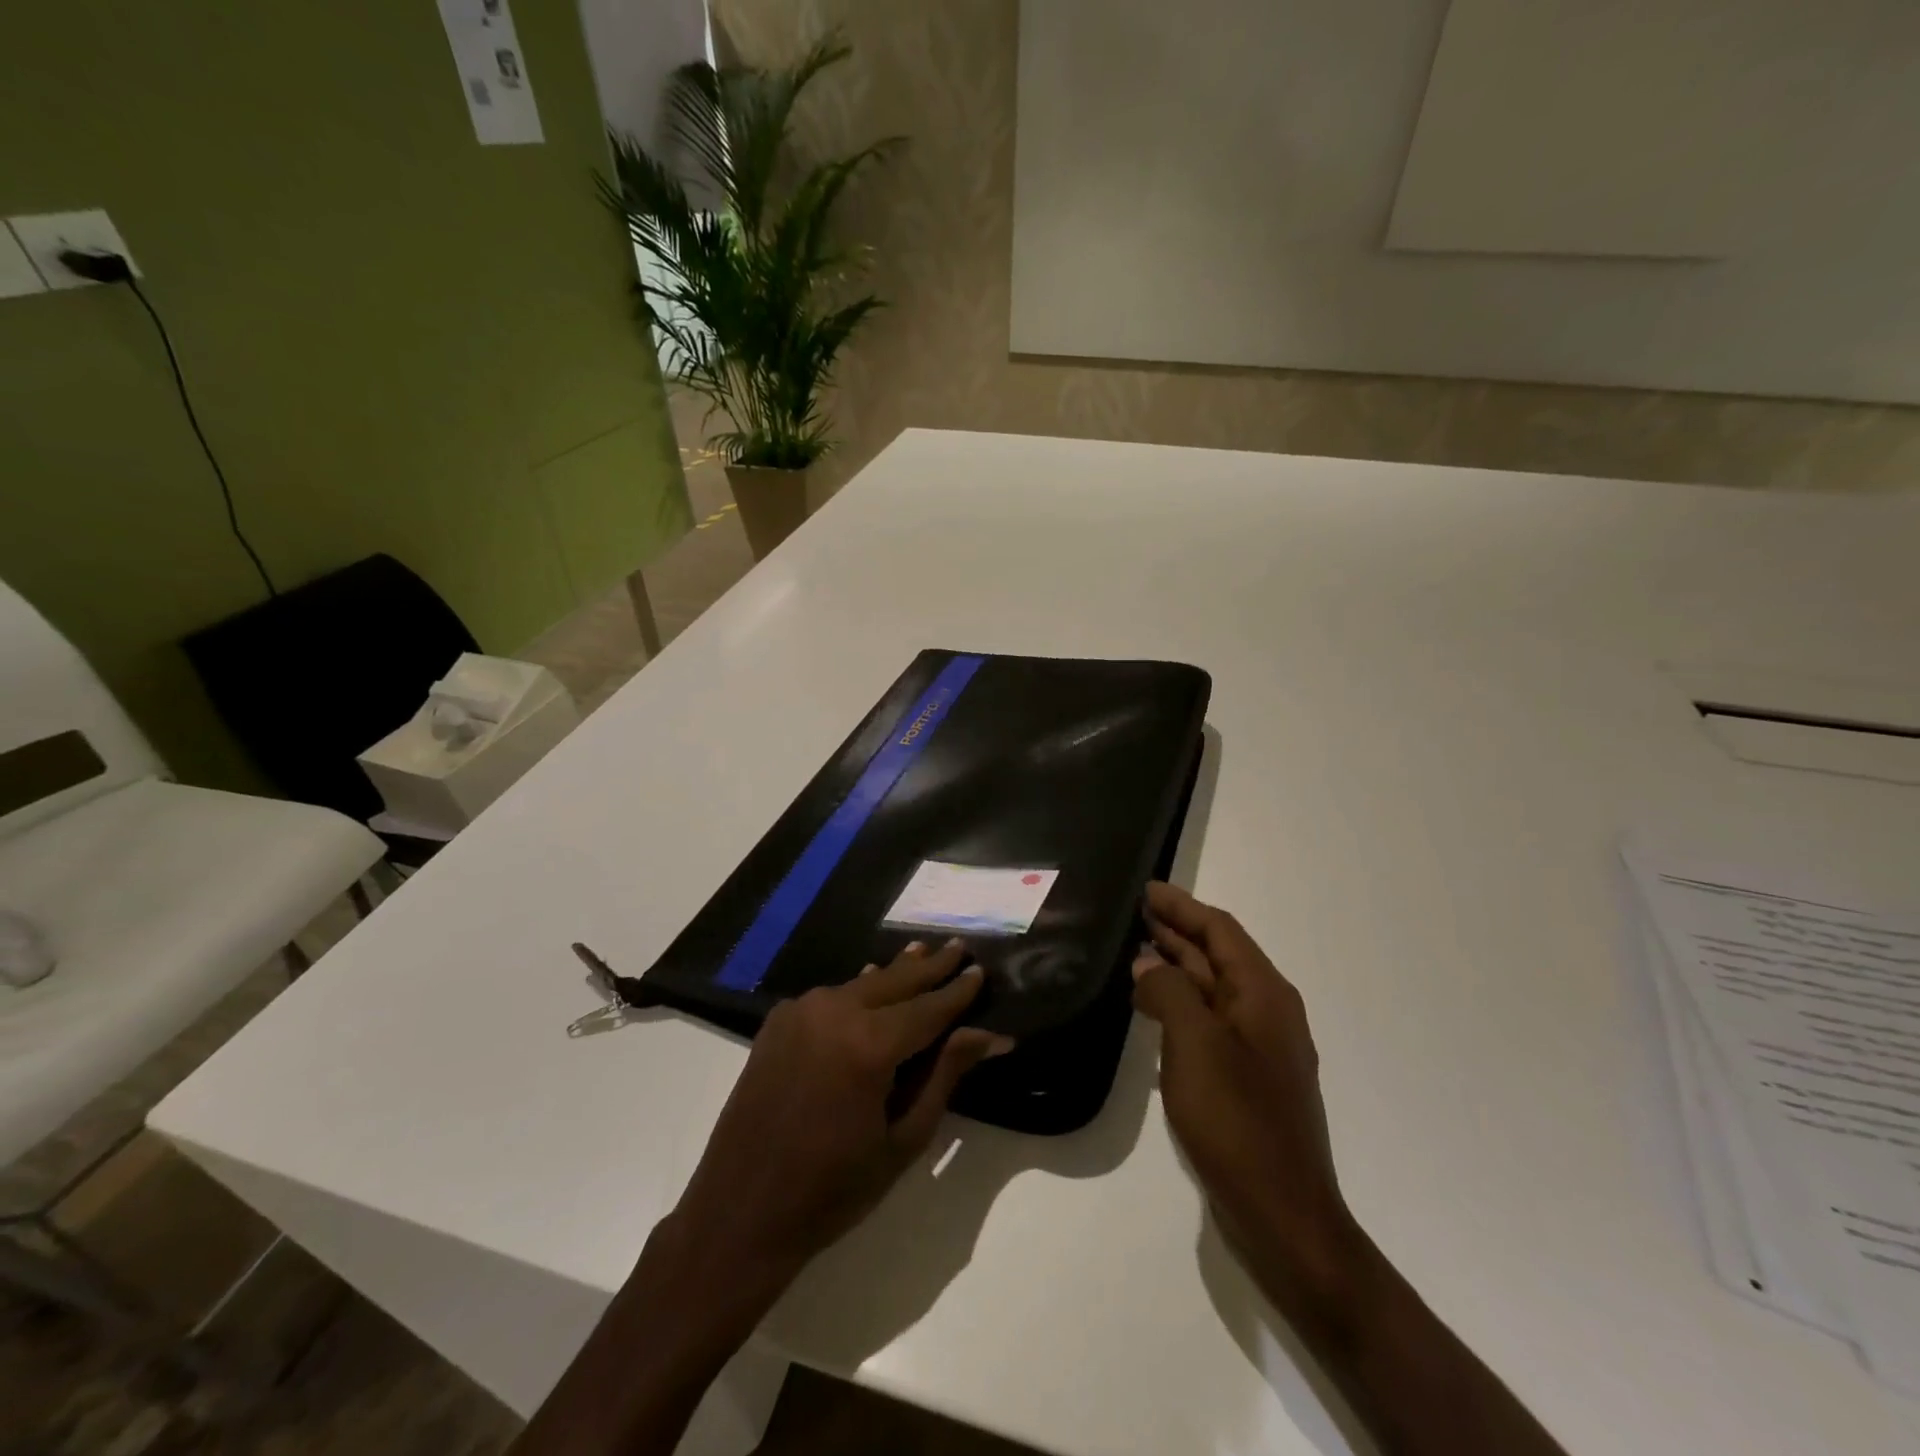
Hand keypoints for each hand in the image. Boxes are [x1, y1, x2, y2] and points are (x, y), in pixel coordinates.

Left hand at [662, 939, 1012, 1298]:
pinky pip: (831, 996)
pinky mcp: (778, 1021)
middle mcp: (835, 1012)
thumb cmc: (832, 1189)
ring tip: (922, 952)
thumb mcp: (903, 1140)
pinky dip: (858, 988)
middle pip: (895, 981)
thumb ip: (944, 1076)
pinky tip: (872, 980)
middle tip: (959, 946)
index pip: (928, 1007)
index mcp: (869, 1045)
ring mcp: (801, 1011)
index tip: (981, 970)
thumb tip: (989, 1035)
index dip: (957, 991)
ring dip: (894, 972)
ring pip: (862, 983)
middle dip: (930, 966)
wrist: (739, 1212)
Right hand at [1131, 882, 1356, 1314]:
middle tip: (1133, 914)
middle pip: (1217, 956)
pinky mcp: (1246, 1079)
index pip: (1220, 930)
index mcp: (1263, 994)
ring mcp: (1259, 1048)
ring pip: (1212, 990)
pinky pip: (1209, 1022)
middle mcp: (1267, 1012)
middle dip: (1177, 931)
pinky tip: (1151, 1010)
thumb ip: (1169, 993)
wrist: (1283, 1215)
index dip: (1182, 906)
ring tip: (1133, 953)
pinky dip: (1180, 1004)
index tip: (1145, 889)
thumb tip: (1148, 966)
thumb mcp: (1195, 1045)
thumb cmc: (1238, 1121)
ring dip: (1176, 967)